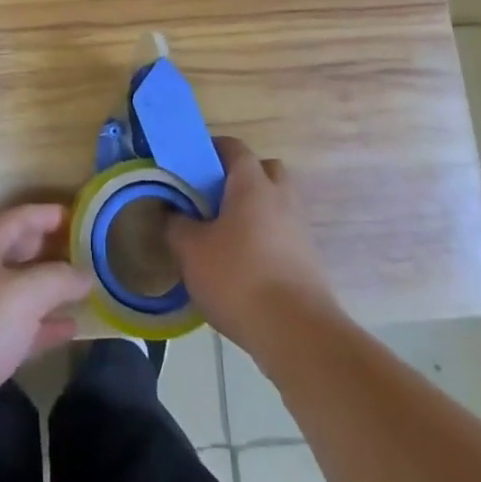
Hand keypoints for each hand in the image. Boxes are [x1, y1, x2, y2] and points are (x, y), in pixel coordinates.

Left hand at [0, 203, 91, 461]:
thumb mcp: (23, 294)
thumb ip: (58, 280)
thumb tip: (86, 274)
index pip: (18, 219)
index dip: (47, 215)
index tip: (78, 216)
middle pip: (15, 254)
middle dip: (48, 251)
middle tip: (84, 252)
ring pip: (16, 295)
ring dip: (47, 293)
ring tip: (84, 292)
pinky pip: (14, 332)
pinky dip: (41, 329)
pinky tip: (68, 332)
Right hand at [166, 137, 335, 354]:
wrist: (298, 334)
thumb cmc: (239, 278)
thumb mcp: (191, 251)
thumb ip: (176, 225)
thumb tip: (172, 213)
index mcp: (252, 184)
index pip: (233, 147)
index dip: (210, 149)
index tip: (188, 165)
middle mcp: (281, 197)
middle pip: (263, 170)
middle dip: (238, 178)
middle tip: (210, 198)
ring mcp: (300, 229)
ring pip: (274, 204)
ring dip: (252, 211)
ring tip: (222, 235)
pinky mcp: (308, 260)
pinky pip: (281, 234)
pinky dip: (263, 239)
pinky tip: (240, 265)